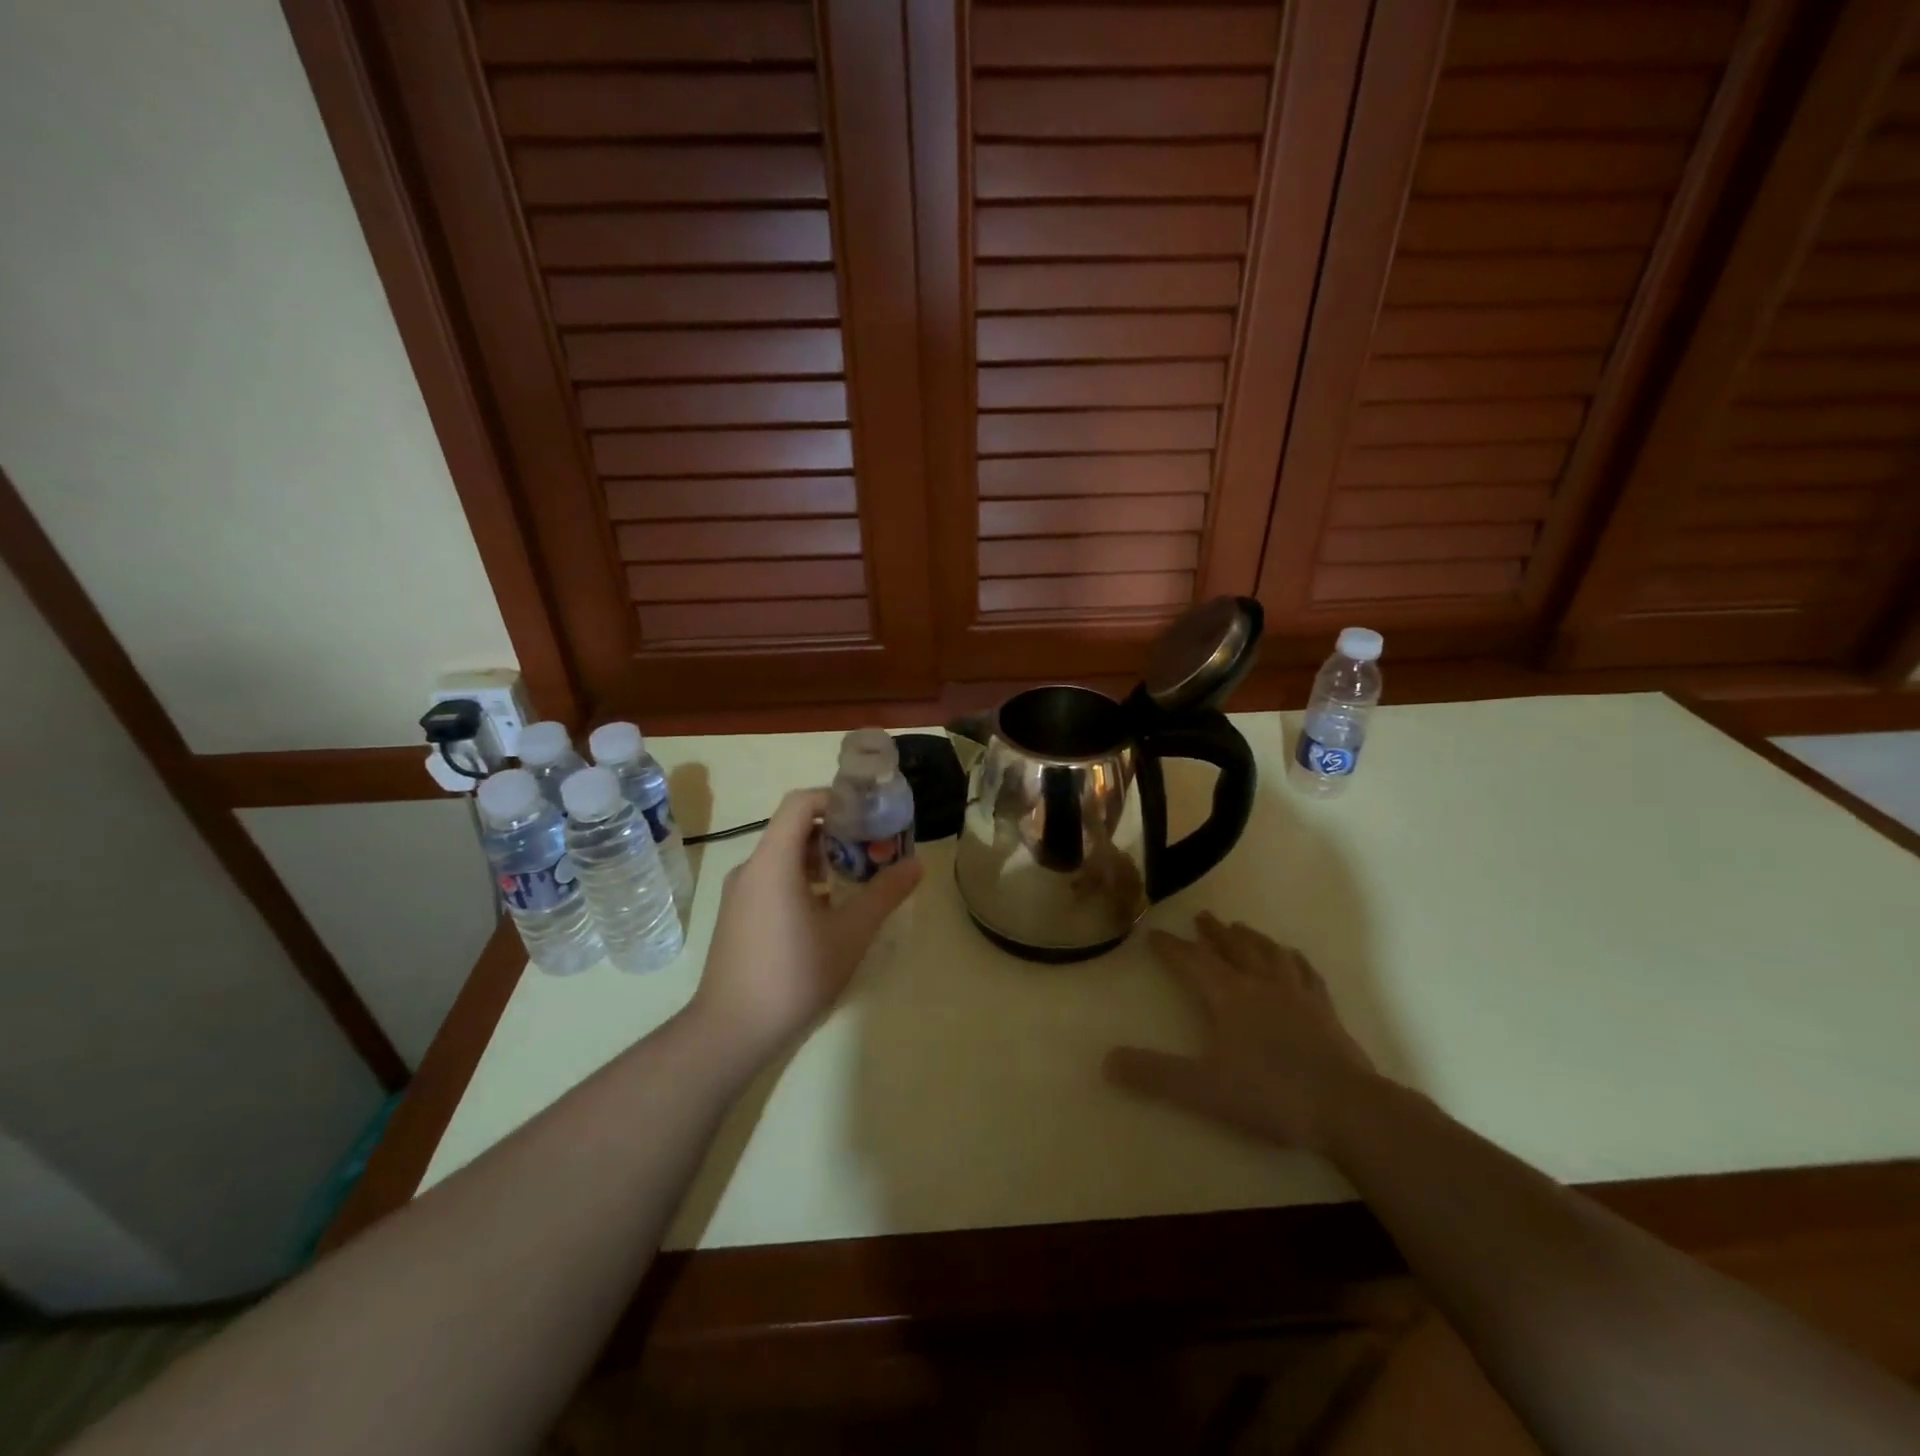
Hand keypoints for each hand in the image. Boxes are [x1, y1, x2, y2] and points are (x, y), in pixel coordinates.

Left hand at [689, 788, 922, 1062]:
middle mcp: (750, 868)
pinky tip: (827, 913)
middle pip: (794, 829)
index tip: (869, 815)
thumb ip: (884, 894)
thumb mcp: (850, 933)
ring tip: (856, 881)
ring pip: (783, 858)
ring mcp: (739, 894)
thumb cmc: (794, 974)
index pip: (800, 802)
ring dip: (821, 860)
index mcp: (774, 860)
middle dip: (836, 833)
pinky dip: (802, 881)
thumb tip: (916, 864)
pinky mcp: (736, 917)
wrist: (731, 1030)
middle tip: (873, 851)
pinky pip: (772, 881)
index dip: (836, 798)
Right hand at [1105, 913, 1377, 1151]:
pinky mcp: (1325, 1010)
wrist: (1347, 1109)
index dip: (1171, 948)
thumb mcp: (1203, 1089)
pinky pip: (1305, 972)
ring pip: (1269, 953)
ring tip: (1241, 927)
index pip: (1192, 962)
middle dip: (1213, 933)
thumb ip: (1154, 1075)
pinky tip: (1292, 958)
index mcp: (1228, 996)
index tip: (1155, 934)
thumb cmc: (1270, 1095)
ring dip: (1251, 937)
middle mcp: (1260, 984)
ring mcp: (1297, 994)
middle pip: (1232, 948)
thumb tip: (1106, 1062)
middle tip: (1202, 916)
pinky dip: (1293, 959)